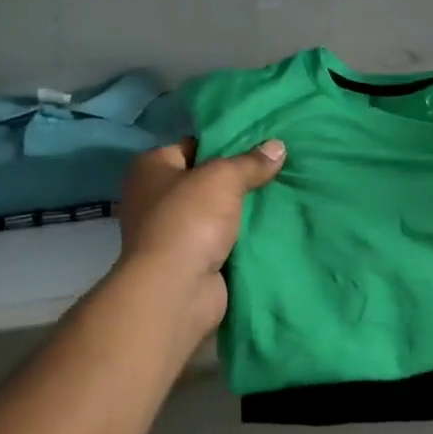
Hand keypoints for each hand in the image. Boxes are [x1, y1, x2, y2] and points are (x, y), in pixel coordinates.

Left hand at [114, 137, 285, 337]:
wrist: (176, 290)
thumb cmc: (189, 220)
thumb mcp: (224, 178)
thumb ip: (251, 162)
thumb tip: (277, 146)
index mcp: (150, 168)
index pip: (192, 145)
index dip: (225, 143)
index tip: (260, 144)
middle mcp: (154, 197)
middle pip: (205, 180)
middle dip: (238, 179)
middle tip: (277, 169)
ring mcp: (170, 232)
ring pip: (216, 212)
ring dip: (241, 211)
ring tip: (282, 195)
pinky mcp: (188, 260)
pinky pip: (221, 240)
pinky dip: (241, 238)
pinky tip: (272, 227)